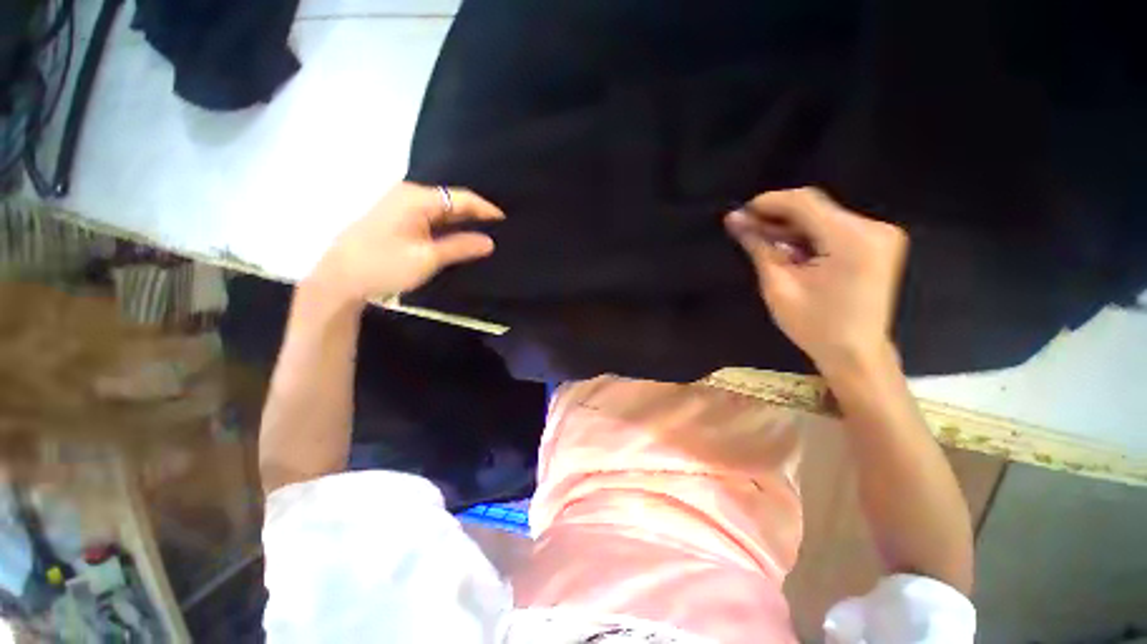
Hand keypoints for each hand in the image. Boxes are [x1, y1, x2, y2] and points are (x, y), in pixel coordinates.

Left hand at [307, 182, 503, 304]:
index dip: (487, 209)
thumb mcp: (427, 258)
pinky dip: (448, 227)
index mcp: (418, 198)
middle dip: (476, 215)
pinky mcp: (397, 218)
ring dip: (463, 222)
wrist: (339, 278)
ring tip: (485, 235)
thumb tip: (490, 242)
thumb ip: (461, 247)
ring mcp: (401, 205)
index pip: (462, 198)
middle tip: (499, 231)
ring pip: (442, 210)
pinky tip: (460, 238)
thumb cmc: (384, 265)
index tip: (507, 222)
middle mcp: (410, 195)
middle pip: (452, 201)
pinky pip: (431, 217)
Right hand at [725, 188, 907, 374]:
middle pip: (815, 206)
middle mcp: (872, 228)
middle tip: (746, 229)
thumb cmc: (813, 326)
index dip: (768, 202)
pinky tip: (789, 249)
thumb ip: (758, 246)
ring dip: (791, 226)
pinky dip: (808, 234)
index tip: (740, 214)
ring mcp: (880, 235)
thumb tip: (734, 220)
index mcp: (851, 240)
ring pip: (823, 216)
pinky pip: (835, 227)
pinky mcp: (878, 243)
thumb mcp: (777, 285)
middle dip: (777, 216)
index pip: (804, 202)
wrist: (856, 354)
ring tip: (763, 242)